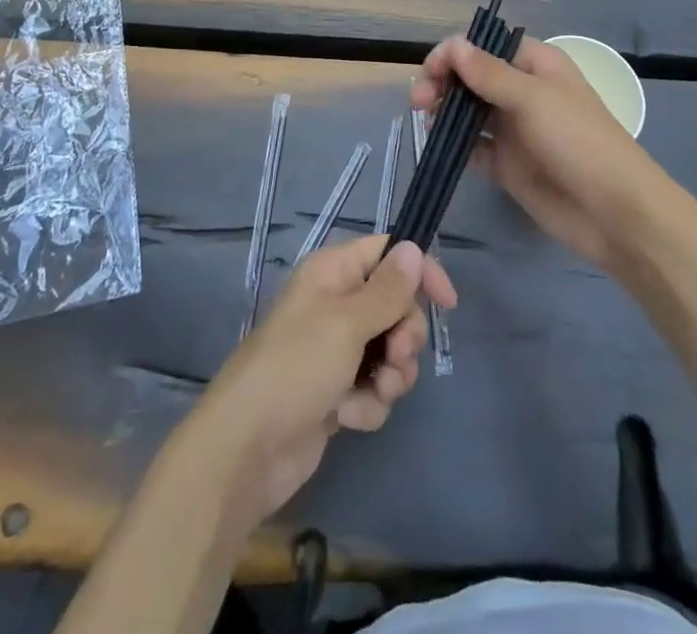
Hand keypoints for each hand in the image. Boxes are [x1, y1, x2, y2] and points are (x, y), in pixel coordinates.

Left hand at [193, 234, 455, 530]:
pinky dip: (368, 403)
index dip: (419, 271)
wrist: (248, 448)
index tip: (448, 303)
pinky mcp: (336, 391)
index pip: (387, 252)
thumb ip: (386, 289)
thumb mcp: (347, 322)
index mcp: (332, 272)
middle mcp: (335, 303)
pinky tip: (346, 416)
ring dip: (391, 375)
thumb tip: (412, 248)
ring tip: (372, 392)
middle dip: (404, 334)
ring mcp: (335, 350)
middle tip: (396, 355)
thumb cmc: (296, 367)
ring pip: (389, 351)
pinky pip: (374, 387)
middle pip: (395, 304)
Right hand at [412, 35, 664, 267]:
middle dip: (441, 83)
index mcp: (534, 64)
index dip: (452, 55)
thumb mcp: (533, 99)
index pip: (482, 47)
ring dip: (443, 112)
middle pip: (469, 77)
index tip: (430, 76)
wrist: (614, 213)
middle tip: (419, 102)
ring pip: (466, 111)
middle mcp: (521, 91)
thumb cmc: (578, 141)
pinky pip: (473, 147)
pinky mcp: (507, 163)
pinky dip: (455, 145)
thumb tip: (453, 46)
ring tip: (427, 124)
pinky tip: (444, 150)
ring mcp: (513, 128)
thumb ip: (489, 73)